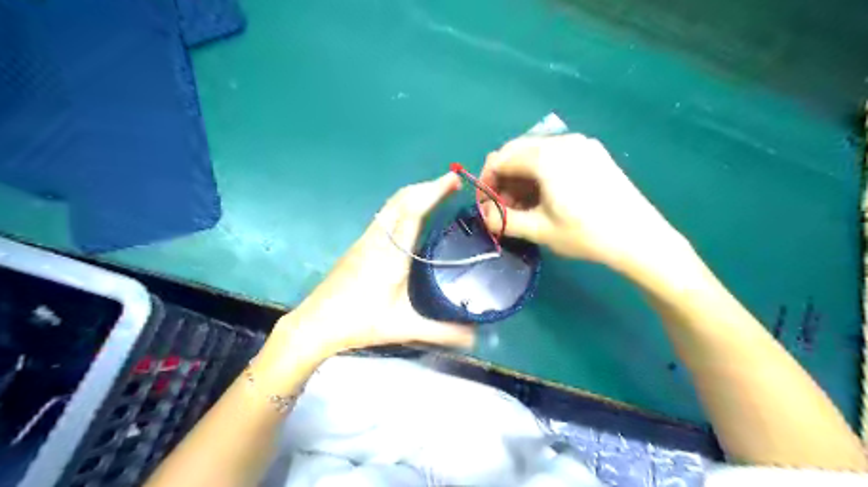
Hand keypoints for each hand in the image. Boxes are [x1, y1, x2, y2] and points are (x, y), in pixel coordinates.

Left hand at [268, 173, 477, 362]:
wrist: (315, 324)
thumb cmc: (359, 322)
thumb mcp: (404, 327)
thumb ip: (442, 332)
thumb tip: (475, 337)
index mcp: (391, 253)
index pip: (413, 210)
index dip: (434, 191)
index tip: (453, 180)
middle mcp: (378, 239)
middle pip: (401, 199)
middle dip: (427, 186)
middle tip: (451, 185)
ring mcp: (365, 239)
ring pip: (391, 204)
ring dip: (414, 194)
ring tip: (435, 195)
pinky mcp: (359, 245)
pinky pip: (385, 214)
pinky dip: (403, 205)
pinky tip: (411, 217)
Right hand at [481, 132, 685, 272]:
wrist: (640, 238)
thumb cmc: (586, 234)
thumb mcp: (539, 230)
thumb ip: (503, 220)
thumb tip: (485, 215)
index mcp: (546, 156)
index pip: (500, 159)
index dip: (486, 182)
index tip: (486, 206)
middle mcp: (562, 141)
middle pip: (517, 152)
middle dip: (504, 180)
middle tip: (503, 208)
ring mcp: (581, 145)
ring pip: (535, 154)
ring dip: (521, 178)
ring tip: (523, 207)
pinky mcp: (593, 154)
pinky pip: (555, 157)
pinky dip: (541, 174)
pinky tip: (544, 197)